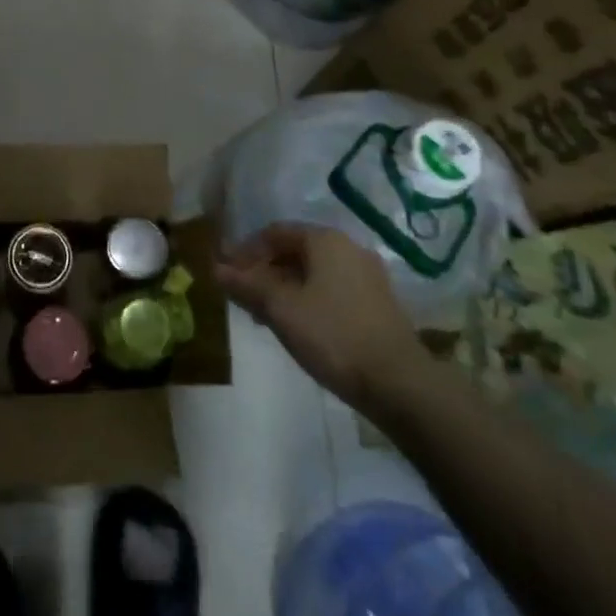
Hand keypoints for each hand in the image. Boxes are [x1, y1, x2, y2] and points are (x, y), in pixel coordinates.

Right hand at [218, 222, 428, 409]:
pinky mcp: (376, 303)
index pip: (275, 233)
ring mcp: (367, 276)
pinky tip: (295, 325)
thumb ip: (247, 285)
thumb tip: (216, 269)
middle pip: (294, 250)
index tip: (226, 274)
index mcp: (325, 240)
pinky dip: (306, 299)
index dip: (245, 251)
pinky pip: (330, 289)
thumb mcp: (281, 308)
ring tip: (263, 314)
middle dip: (264, 270)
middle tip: (241, 295)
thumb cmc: (333, 334)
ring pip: (313, 272)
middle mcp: (348, 248)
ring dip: (283, 287)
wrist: (399, 382)